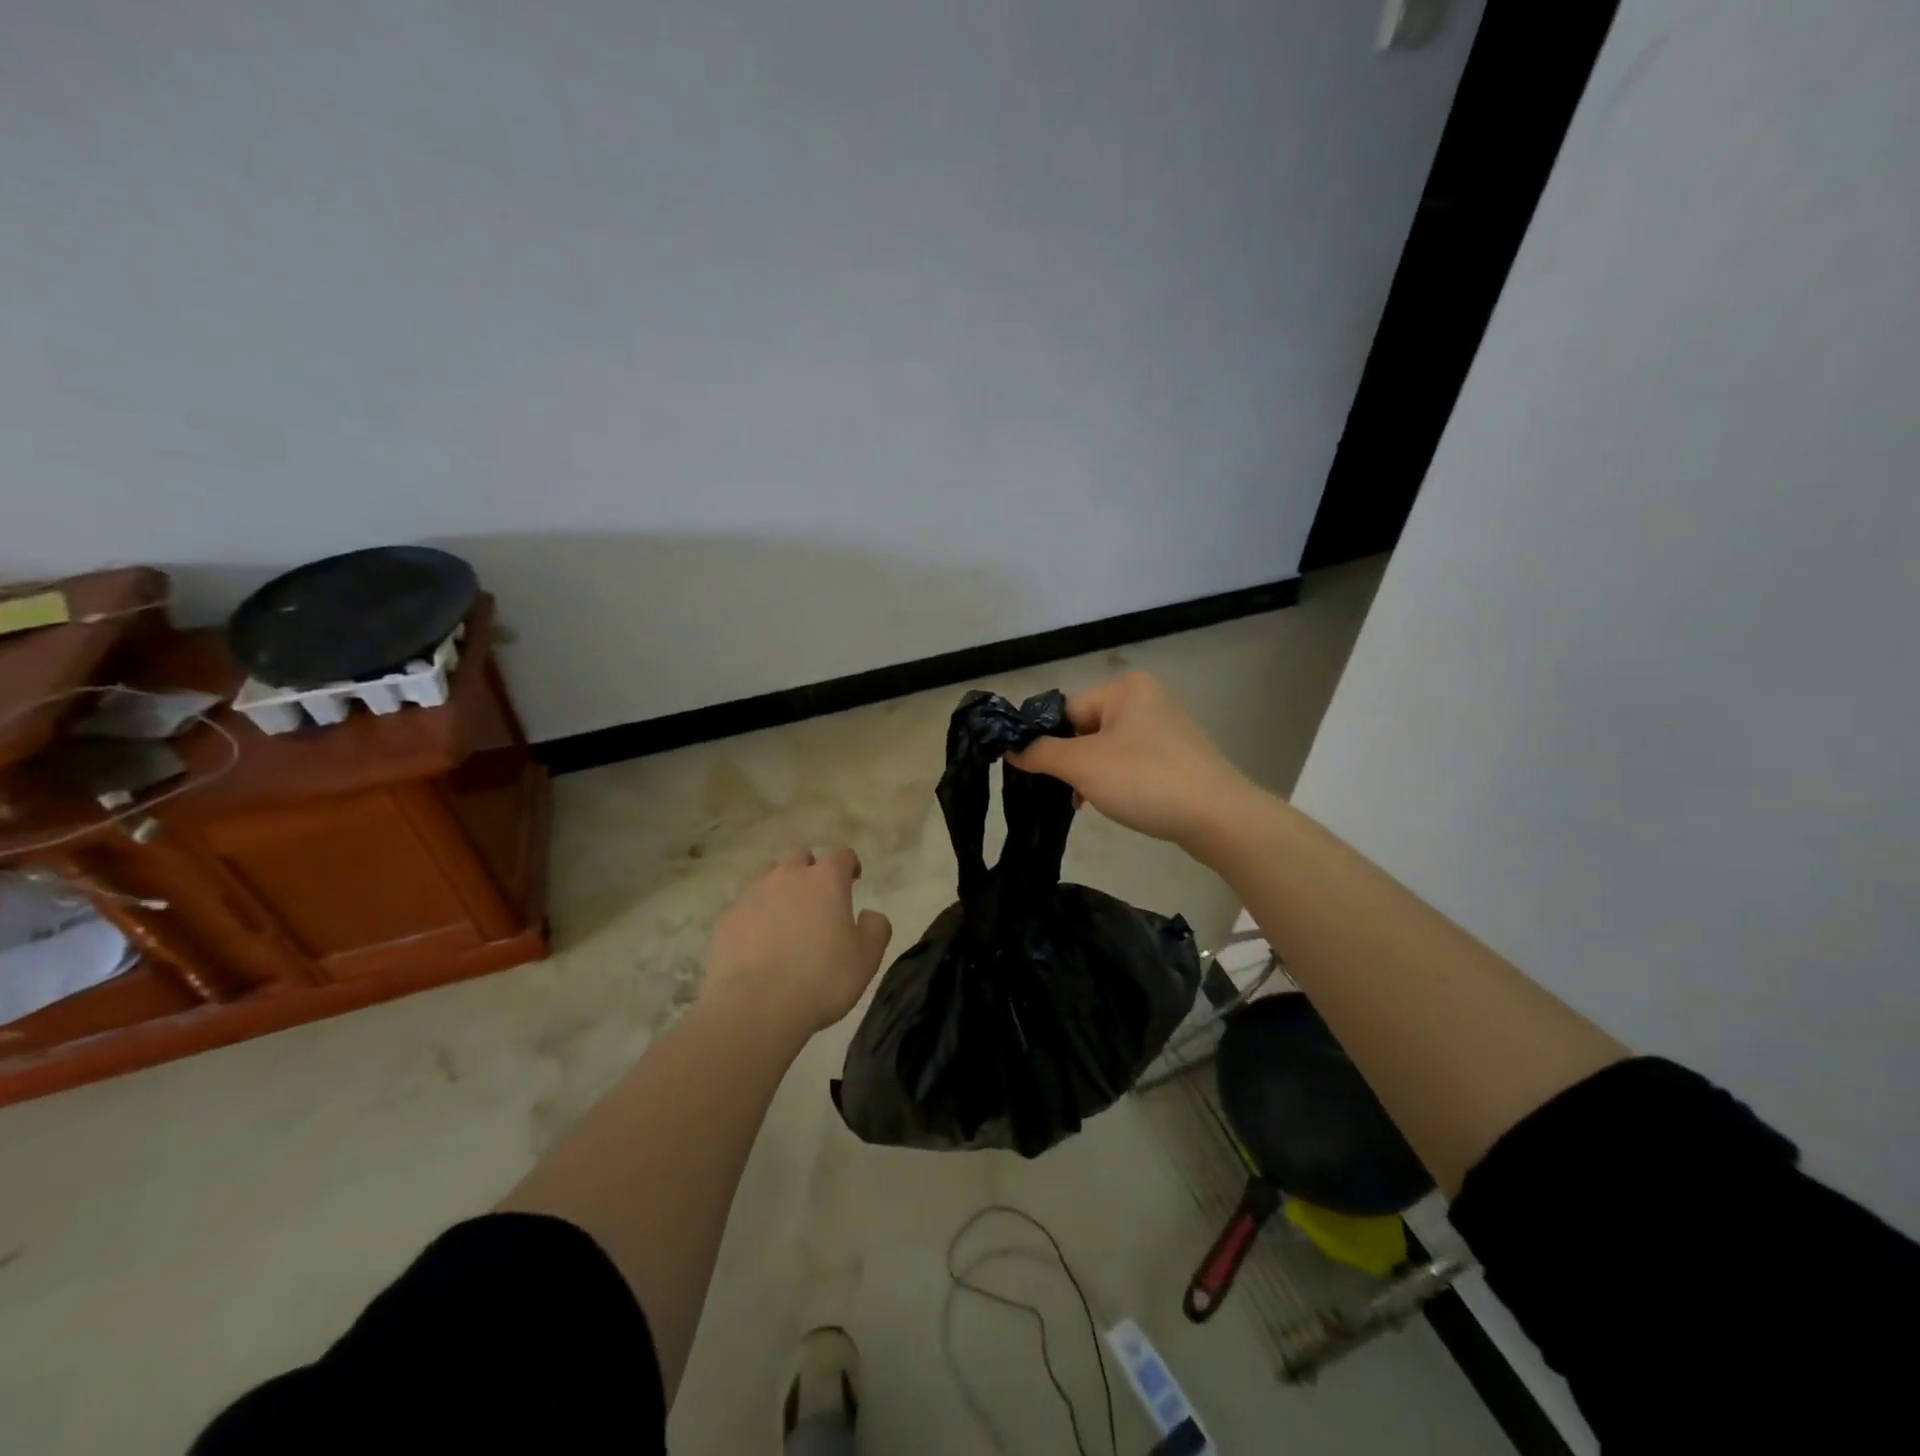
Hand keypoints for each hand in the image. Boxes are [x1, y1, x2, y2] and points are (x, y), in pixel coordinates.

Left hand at [704, 846, 892, 1031]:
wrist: (757, 1006)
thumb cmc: (822, 979)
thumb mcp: (867, 958)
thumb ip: (875, 928)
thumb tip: (870, 914)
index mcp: (825, 880)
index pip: (841, 854)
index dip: (849, 864)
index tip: (853, 879)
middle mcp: (787, 877)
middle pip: (798, 855)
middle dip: (808, 868)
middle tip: (816, 895)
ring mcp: (751, 895)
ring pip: (767, 876)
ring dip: (779, 888)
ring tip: (784, 917)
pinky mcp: (726, 918)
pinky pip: (743, 906)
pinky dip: (753, 916)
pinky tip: (757, 942)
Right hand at [1007, 672, 1258, 847]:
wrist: (1217, 817)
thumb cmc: (1145, 779)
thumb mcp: (1082, 765)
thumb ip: (1040, 752)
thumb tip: (1011, 747)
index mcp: (1125, 688)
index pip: (1066, 710)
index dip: (1047, 742)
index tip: (1037, 774)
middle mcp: (1147, 699)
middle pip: (1086, 729)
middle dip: (1072, 762)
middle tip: (1067, 792)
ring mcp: (1166, 729)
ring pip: (1108, 749)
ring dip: (1092, 775)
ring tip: (1089, 803)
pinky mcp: (1179, 758)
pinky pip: (1133, 764)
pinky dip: (1118, 782)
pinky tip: (1115, 804)